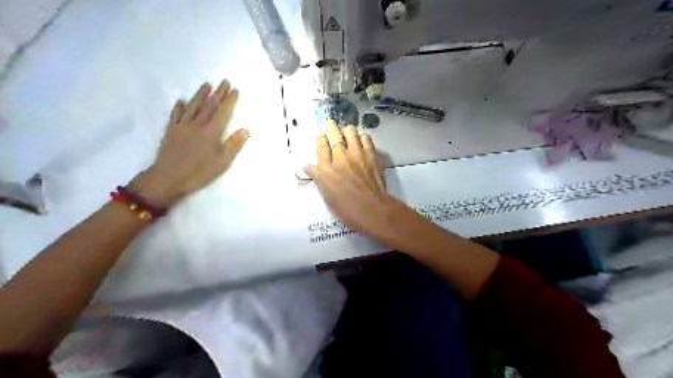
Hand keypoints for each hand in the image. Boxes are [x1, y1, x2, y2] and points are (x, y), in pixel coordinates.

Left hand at [129, 79, 246, 206]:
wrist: (168, 178)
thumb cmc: (199, 173)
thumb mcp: (222, 162)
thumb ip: (233, 145)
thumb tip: (246, 129)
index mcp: (211, 132)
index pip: (223, 112)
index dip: (229, 101)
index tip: (235, 90)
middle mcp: (197, 125)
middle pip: (209, 106)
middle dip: (218, 93)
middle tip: (224, 81)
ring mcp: (182, 127)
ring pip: (193, 107)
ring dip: (200, 95)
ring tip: (207, 84)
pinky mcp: (170, 132)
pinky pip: (175, 115)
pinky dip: (179, 107)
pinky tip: (181, 101)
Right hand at [303, 120, 395, 237]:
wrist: (371, 208)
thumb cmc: (346, 207)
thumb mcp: (326, 195)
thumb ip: (317, 177)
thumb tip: (306, 166)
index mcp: (326, 168)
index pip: (320, 145)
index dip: (320, 139)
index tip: (321, 137)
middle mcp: (340, 156)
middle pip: (334, 134)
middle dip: (331, 127)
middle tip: (330, 125)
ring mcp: (357, 154)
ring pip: (351, 132)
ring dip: (347, 130)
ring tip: (347, 132)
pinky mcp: (371, 155)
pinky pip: (366, 138)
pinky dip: (362, 137)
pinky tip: (362, 140)